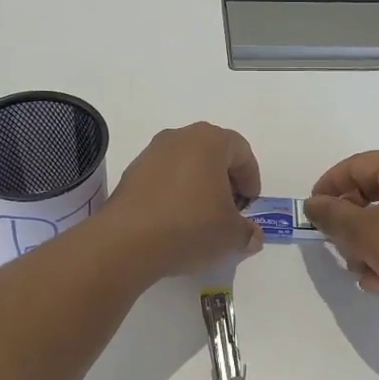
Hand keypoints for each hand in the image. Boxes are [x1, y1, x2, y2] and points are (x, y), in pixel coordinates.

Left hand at [96, 122, 262, 281]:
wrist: (127, 242)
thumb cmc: (190, 227)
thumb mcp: (230, 235)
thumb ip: (247, 232)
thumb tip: (251, 236)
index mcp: (209, 141)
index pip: (241, 151)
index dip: (251, 178)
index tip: (249, 204)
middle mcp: (179, 137)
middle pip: (212, 152)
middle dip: (225, 179)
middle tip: (229, 208)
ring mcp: (151, 153)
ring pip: (186, 163)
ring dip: (198, 184)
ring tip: (202, 216)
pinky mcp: (131, 172)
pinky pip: (163, 176)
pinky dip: (175, 192)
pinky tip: (175, 219)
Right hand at [305, 152, 378, 326]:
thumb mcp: (363, 232)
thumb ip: (331, 215)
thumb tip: (313, 204)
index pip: (356, 165)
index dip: (329, 186)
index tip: (313, 211)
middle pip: (372, 193)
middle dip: (349, 223)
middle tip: (337, 244)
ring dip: (368, 245)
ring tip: (361, 271)